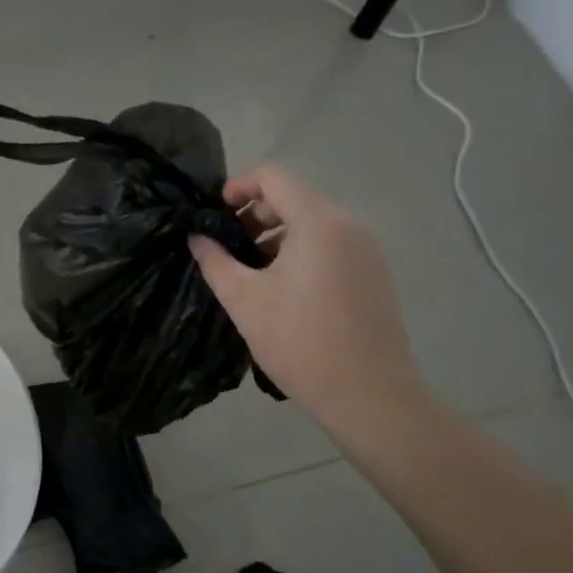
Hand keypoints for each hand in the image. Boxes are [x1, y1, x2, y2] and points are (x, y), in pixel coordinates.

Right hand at [189, 164, 427, 434]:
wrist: (370, 396)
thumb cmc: (301, 342)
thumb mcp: (244, 300)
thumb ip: (215, 260)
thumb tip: (197, 237)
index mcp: (319, 222)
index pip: (274, 177)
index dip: (238, 186)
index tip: (215, 215)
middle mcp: (349, 224)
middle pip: (295, 198)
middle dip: (255, 216)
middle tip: (227, 250)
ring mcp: (368, 250)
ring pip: (313, 224)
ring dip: (276, 238)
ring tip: (251, 276)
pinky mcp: (375, 274)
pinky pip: (331, 246)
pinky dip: (301, 253)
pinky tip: (284, 292)